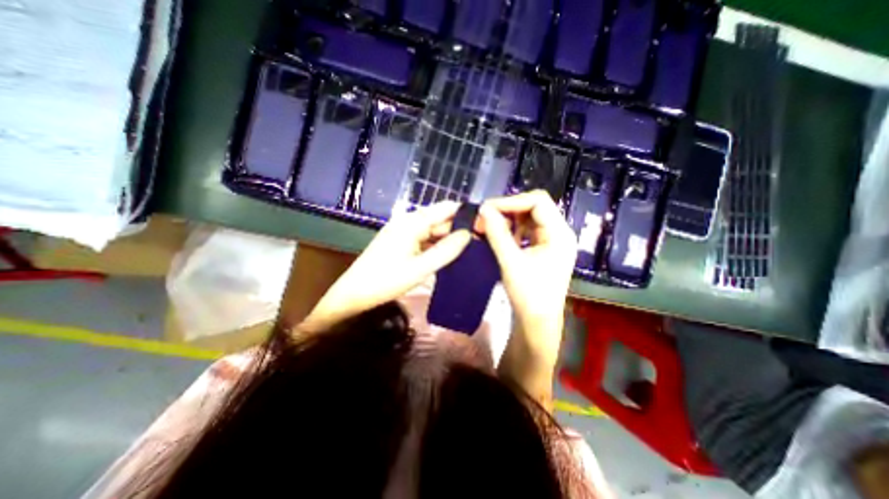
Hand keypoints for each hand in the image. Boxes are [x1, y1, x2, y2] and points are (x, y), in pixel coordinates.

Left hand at [303, 201, 470, 332]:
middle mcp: (409, 222)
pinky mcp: (402, 242)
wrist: (354, 294)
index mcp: (413, 222)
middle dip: (459, 229)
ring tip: (471, 250)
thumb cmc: (385, 281)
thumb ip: (446, 251)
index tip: (485, 225)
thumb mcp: (420, 268)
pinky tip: (450, 255)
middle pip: (441, 220)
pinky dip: (438, 245)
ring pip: (434, 231)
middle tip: (481, 243)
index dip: (466, 214)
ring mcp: (404, 232)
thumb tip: (468, 234)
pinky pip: (425, 239)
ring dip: (449, 239)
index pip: (446, 208)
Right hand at [479, 188, 575, 406]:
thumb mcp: (511, 262)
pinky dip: (511, 229)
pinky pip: (526, 230)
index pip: (538, 202)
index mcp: (560, 234)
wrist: (537, 321)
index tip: (487, 209)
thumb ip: (497, 234)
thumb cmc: (529, 295)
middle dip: (508, 209)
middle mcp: (559, 232)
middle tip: (485, 216)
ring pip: (528, 217)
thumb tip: (483, 209)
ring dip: (508, 218)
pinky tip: (499, 235)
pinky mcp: (543, 248)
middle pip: (534, 207)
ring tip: (488, 225)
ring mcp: (551, 240)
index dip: (512, 201)